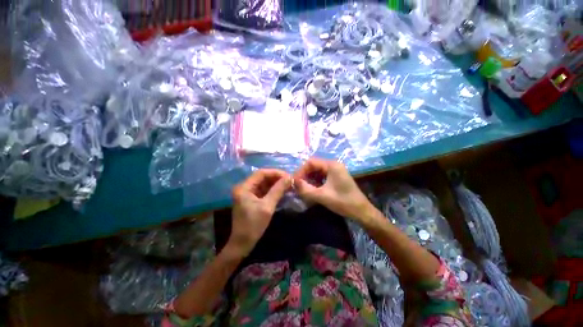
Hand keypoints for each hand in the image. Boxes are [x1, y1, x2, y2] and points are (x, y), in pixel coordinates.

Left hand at [227, 169, 291, 257]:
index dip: (276, 173)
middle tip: (289, 181)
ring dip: (275, 184)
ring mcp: (247, 193)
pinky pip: (263, 190)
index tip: (288, 176)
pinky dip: (272, 190)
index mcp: (244, 187)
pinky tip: (281, 191)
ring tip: (287, 185)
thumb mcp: (267, 206)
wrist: (242, 243)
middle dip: (276, 178)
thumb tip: (289, 178)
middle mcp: (244, 187)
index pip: (261, 173)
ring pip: (263, 183)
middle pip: (262, 177)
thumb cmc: (253, 225)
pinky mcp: (250, 198)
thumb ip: (278, 190)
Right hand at [293, 158, 373, 221]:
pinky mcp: (336, 177)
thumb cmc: (343, 202)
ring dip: (309, 179)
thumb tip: (293, 182)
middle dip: (304, 175)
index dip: (301, 171)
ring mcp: (335, 171)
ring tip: (303, 188)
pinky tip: (312, 189)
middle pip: (313, 166)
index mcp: (331, 165)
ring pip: (317, 171)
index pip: (311, 162)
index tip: (295, 182)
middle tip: (298, 186)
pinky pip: (321, 176)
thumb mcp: (322, 196)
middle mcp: (333, 165)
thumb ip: (306, 189)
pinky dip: (315, 182)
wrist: (362, 212)